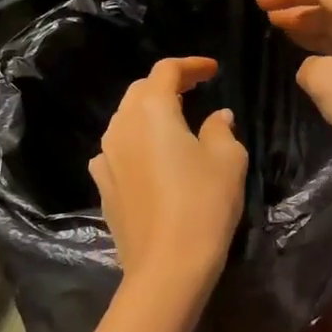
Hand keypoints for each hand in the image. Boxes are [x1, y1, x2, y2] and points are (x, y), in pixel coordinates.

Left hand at [89, 57, 247, 297]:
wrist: (167, 265)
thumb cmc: (204, 203)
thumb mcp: (227, 160)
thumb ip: (221, 129)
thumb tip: (216, 117)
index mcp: (153, 111)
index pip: (166, 71)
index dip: (191, 65)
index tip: (213, 70)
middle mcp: (121, 126)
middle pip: (141, 91)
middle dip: (168, 85)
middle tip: (196, 90)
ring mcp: (106, 157)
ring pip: (126, 120)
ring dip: (151, 113)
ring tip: (177, 121)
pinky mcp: (103, 186)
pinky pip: (118, 151)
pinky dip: (137, 143)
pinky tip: (152, 157)